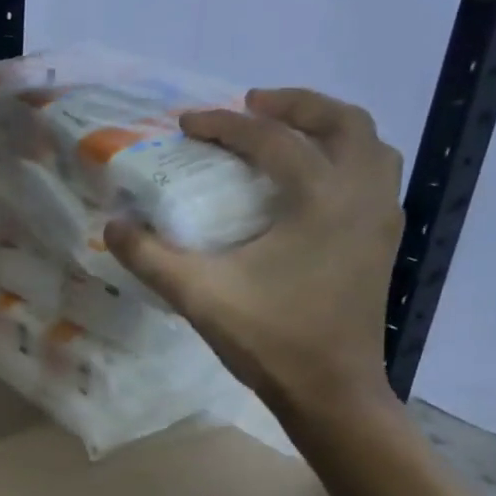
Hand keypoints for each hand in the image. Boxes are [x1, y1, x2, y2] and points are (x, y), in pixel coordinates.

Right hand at [105, 87, 403, 417]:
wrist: (331, 391)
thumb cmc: (269, 339)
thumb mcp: (198, 296)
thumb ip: (150, 257)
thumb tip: (112, 225)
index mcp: (321, 198)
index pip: (272, 140)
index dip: (225, 125)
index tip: (188, 123)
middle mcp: (362, 195)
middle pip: (341, 122)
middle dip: (294, 105)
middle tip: (250, 106)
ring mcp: (381, 218)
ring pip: (369, 145)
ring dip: (328, 126)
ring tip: (287, 131)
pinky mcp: (383, 241)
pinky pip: (374, 175)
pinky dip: (345, 158)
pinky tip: (312, 182)